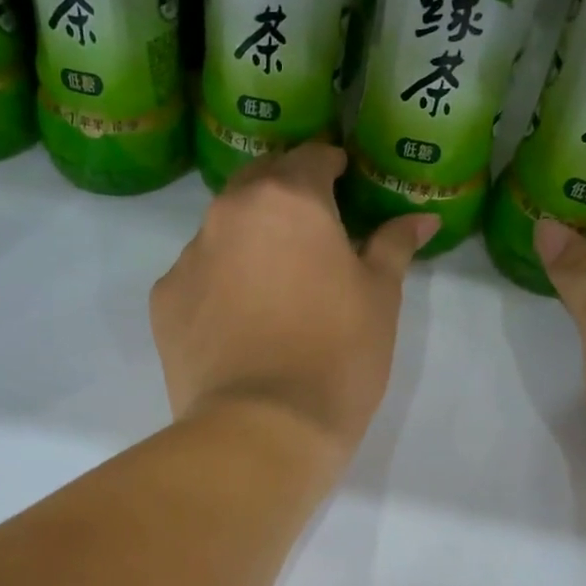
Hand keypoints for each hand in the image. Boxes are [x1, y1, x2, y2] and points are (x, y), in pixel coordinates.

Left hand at [151, 142, 437, 466]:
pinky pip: (197, 274)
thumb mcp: (381, 297)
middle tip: (312, 226)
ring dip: (250, 237)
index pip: (310, 157)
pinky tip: (238, 319)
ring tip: (274, 280)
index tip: (345, 182)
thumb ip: (394, 245)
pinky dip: (219, 281)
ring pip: (223, 228)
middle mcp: (229, 212)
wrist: (262, 428)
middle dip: (286, 191)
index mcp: (288, 199)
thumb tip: (421, 218)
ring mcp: (188, 256)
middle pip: (259, 181)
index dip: (331, 165)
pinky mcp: (164, 300)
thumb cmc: (338, 354)